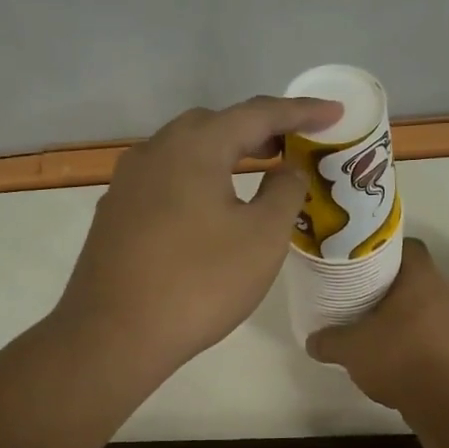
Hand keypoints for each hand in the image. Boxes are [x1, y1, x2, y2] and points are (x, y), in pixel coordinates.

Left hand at [56, 95, 342, 380]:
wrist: (113, 335)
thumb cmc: (199, 283)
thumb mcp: (262, 238)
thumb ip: (284, 192)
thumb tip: (287, 169)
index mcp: (194, 147)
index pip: (257, 113)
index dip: (301, 111)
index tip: (335, 112)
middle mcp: (155, 151)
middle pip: (214, 124)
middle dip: (258, 129)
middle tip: (292, 144)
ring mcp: (128, 182)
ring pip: (185, 151)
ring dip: (225, 153)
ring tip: (257, 170)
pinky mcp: (115, 212)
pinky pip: (166, 178)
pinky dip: (198, 178)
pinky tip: (210, 207)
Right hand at [306, 240, 448, 409]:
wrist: (444, 401)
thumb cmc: (397, 358)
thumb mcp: (350, 349)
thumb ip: (328, 341)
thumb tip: (312, 341)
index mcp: (422, 277)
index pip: (409, 247)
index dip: (386, 252)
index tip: (366, 265)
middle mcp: (446, 290)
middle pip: (419, 277)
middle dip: (394, 286)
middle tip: (367, 297)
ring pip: (431, 305)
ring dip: (410, 313)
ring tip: (383, 328)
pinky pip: (440, 331)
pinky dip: (422, 337)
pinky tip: (403, 354)